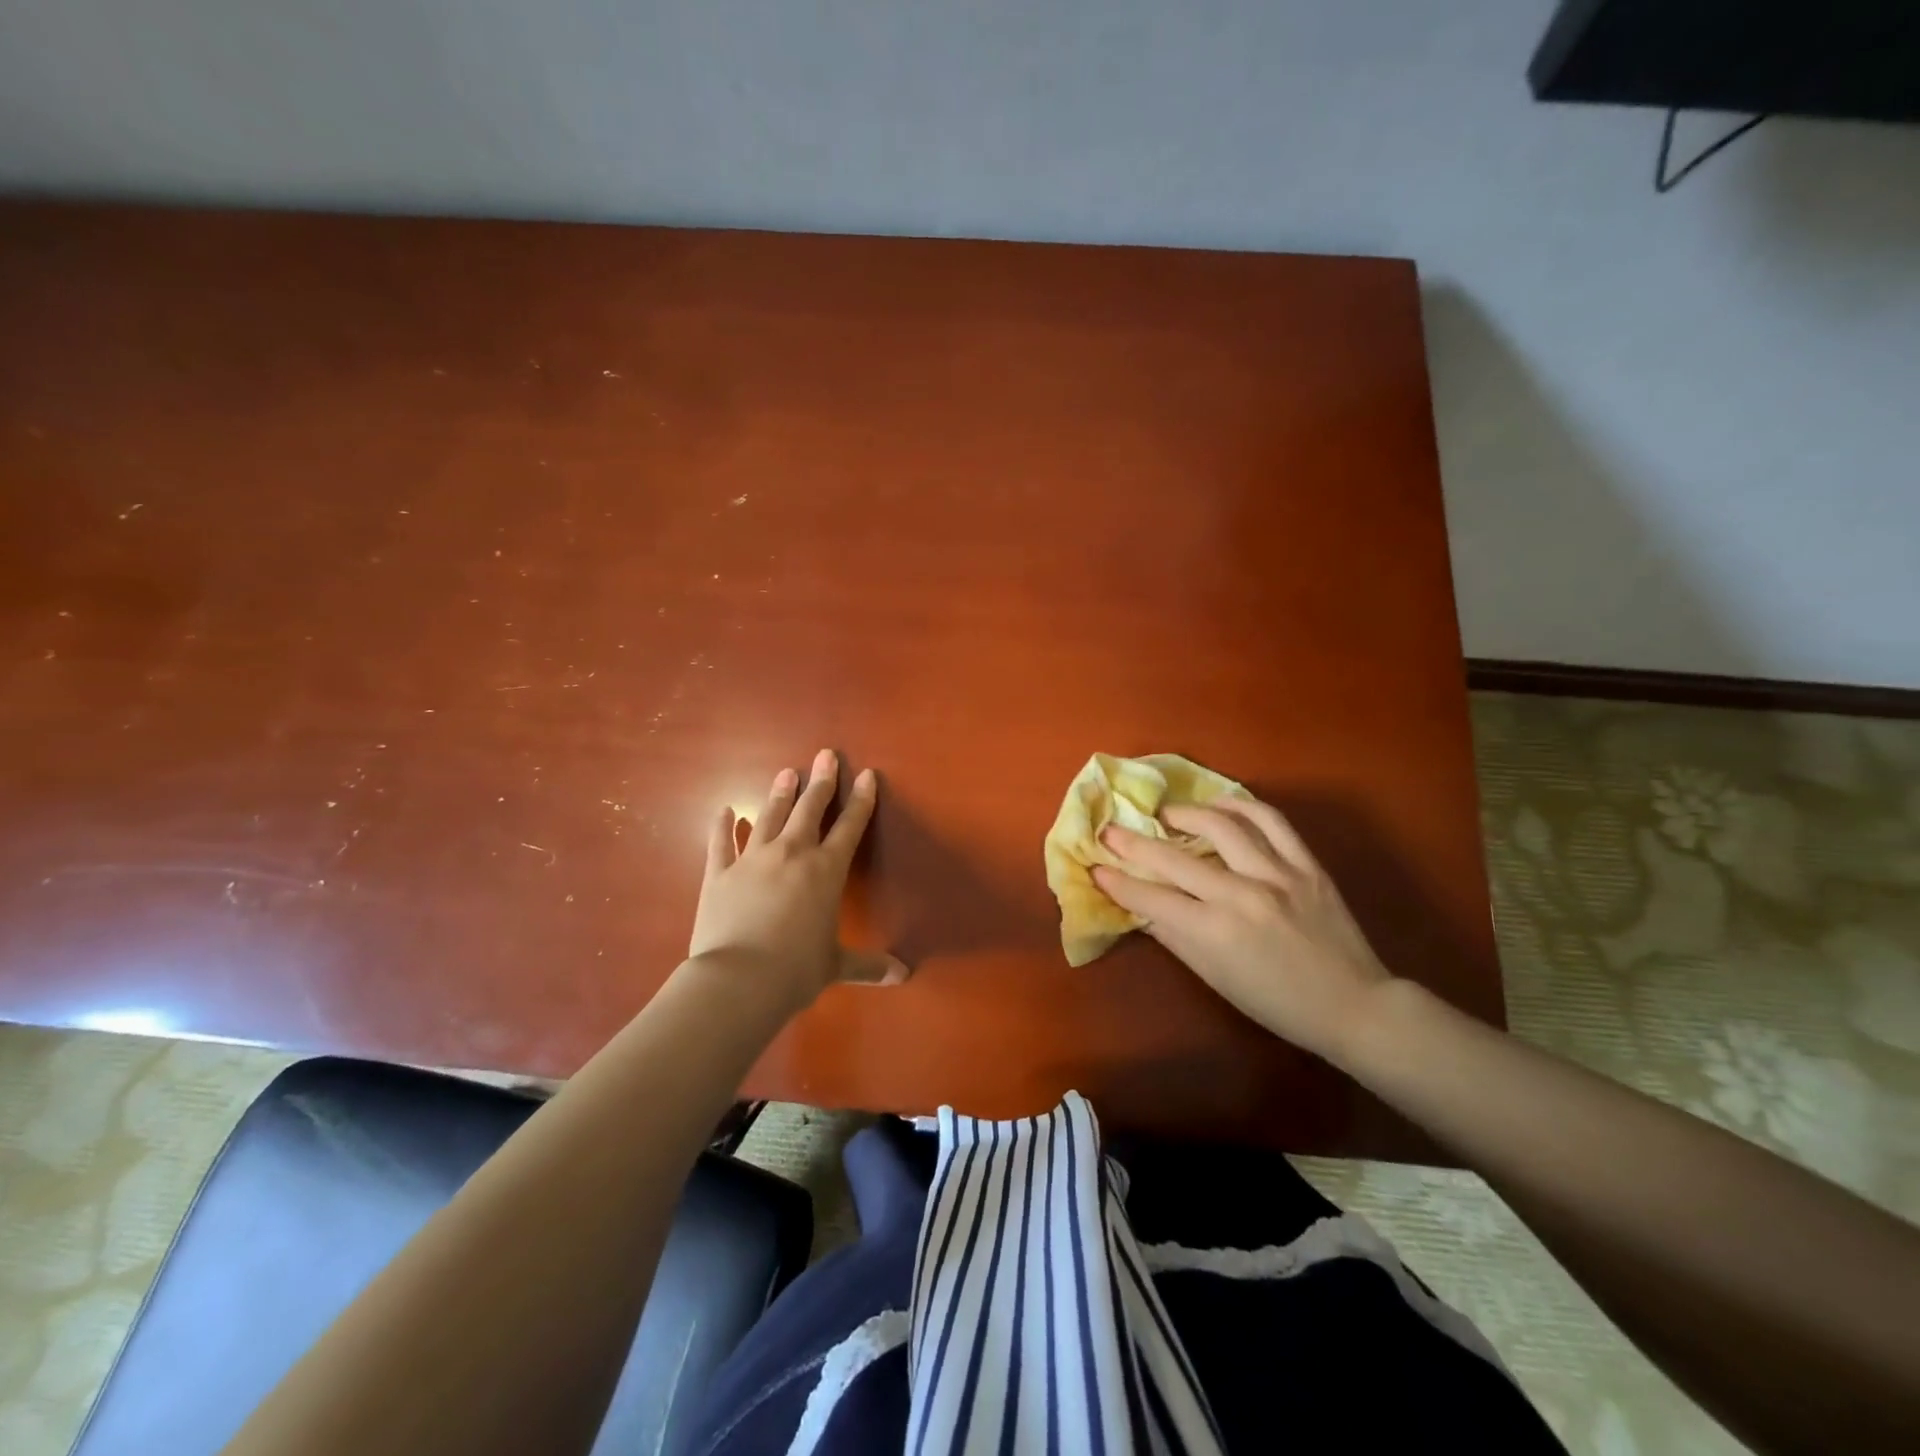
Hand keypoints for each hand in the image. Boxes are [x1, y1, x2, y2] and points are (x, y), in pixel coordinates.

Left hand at [688, 749, 908, 1012]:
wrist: (738, 981)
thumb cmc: (795, 971)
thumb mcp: (836, 966)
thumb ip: (869, 965)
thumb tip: (903, 975)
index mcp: (826, 871)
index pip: (849, 828)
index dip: (861, 800)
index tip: (866, 775)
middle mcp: (792, 854)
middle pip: (809, 810)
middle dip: (821, 782)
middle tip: (825, 755)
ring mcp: (752, 860)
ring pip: (769, 817)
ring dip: (779, 794)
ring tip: (786, 772)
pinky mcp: (719, 874)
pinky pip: (721, 843)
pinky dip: (723, 826)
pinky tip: (725, 810)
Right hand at [1092, 798, 1391, 1062]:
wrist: (1353, 1006)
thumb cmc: (1276, 1003)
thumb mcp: (1215, 978)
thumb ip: (1174, 937)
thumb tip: (1141, 908)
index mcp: (1214, 932)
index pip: (1150, 898)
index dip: (1117, 881)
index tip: (1095, 866)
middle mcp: (1240, 895)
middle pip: (1173, 858)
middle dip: (1133, 843)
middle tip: (1111, 831)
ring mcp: (1277, 874)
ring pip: (1221, 825)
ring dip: (1184, 813)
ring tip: (1166, 814)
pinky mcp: (1306, 864)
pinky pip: (1271, 821)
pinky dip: (1241, 805)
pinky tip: (1219, 803)